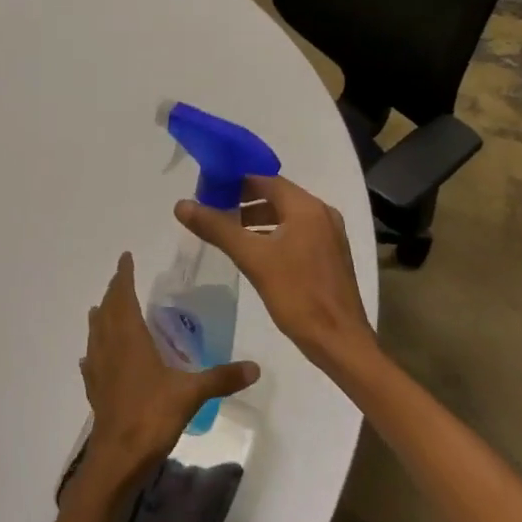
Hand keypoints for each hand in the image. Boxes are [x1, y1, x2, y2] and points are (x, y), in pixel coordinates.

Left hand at [80, 253, 259, 482]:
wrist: (117, 459)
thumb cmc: (151, 417)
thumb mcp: (191, 394)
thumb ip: (221, 378)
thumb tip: (255, 367)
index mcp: (129, 338)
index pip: (123, 295)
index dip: (124, 275)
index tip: (125, 257)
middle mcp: (110, 347)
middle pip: (107, 310)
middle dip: (114, 291)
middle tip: (122, 278)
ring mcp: (98, 369)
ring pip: (96, 333)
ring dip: (101, 316)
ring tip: (106, 309)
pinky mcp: (94, 391)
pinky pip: (91, 361)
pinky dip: (94, 350)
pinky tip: (95, 357)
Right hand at [176, 175, 375, 373]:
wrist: (340, 342)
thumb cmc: (297, 295)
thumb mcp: (252, 259)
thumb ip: (217, 228)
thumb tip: (182, 205)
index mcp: (307, 207)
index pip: (265, 179)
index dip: (235, 181)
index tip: (207, 189)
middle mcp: (322, 213)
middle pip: (276, 195)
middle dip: (244, 200)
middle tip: (212, 209)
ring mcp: (329, 235)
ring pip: (286, 215)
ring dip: (257, 218)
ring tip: (227, 230)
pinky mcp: (330, 255)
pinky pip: (297, 232)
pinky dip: (274, 233)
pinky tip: (254, 251)